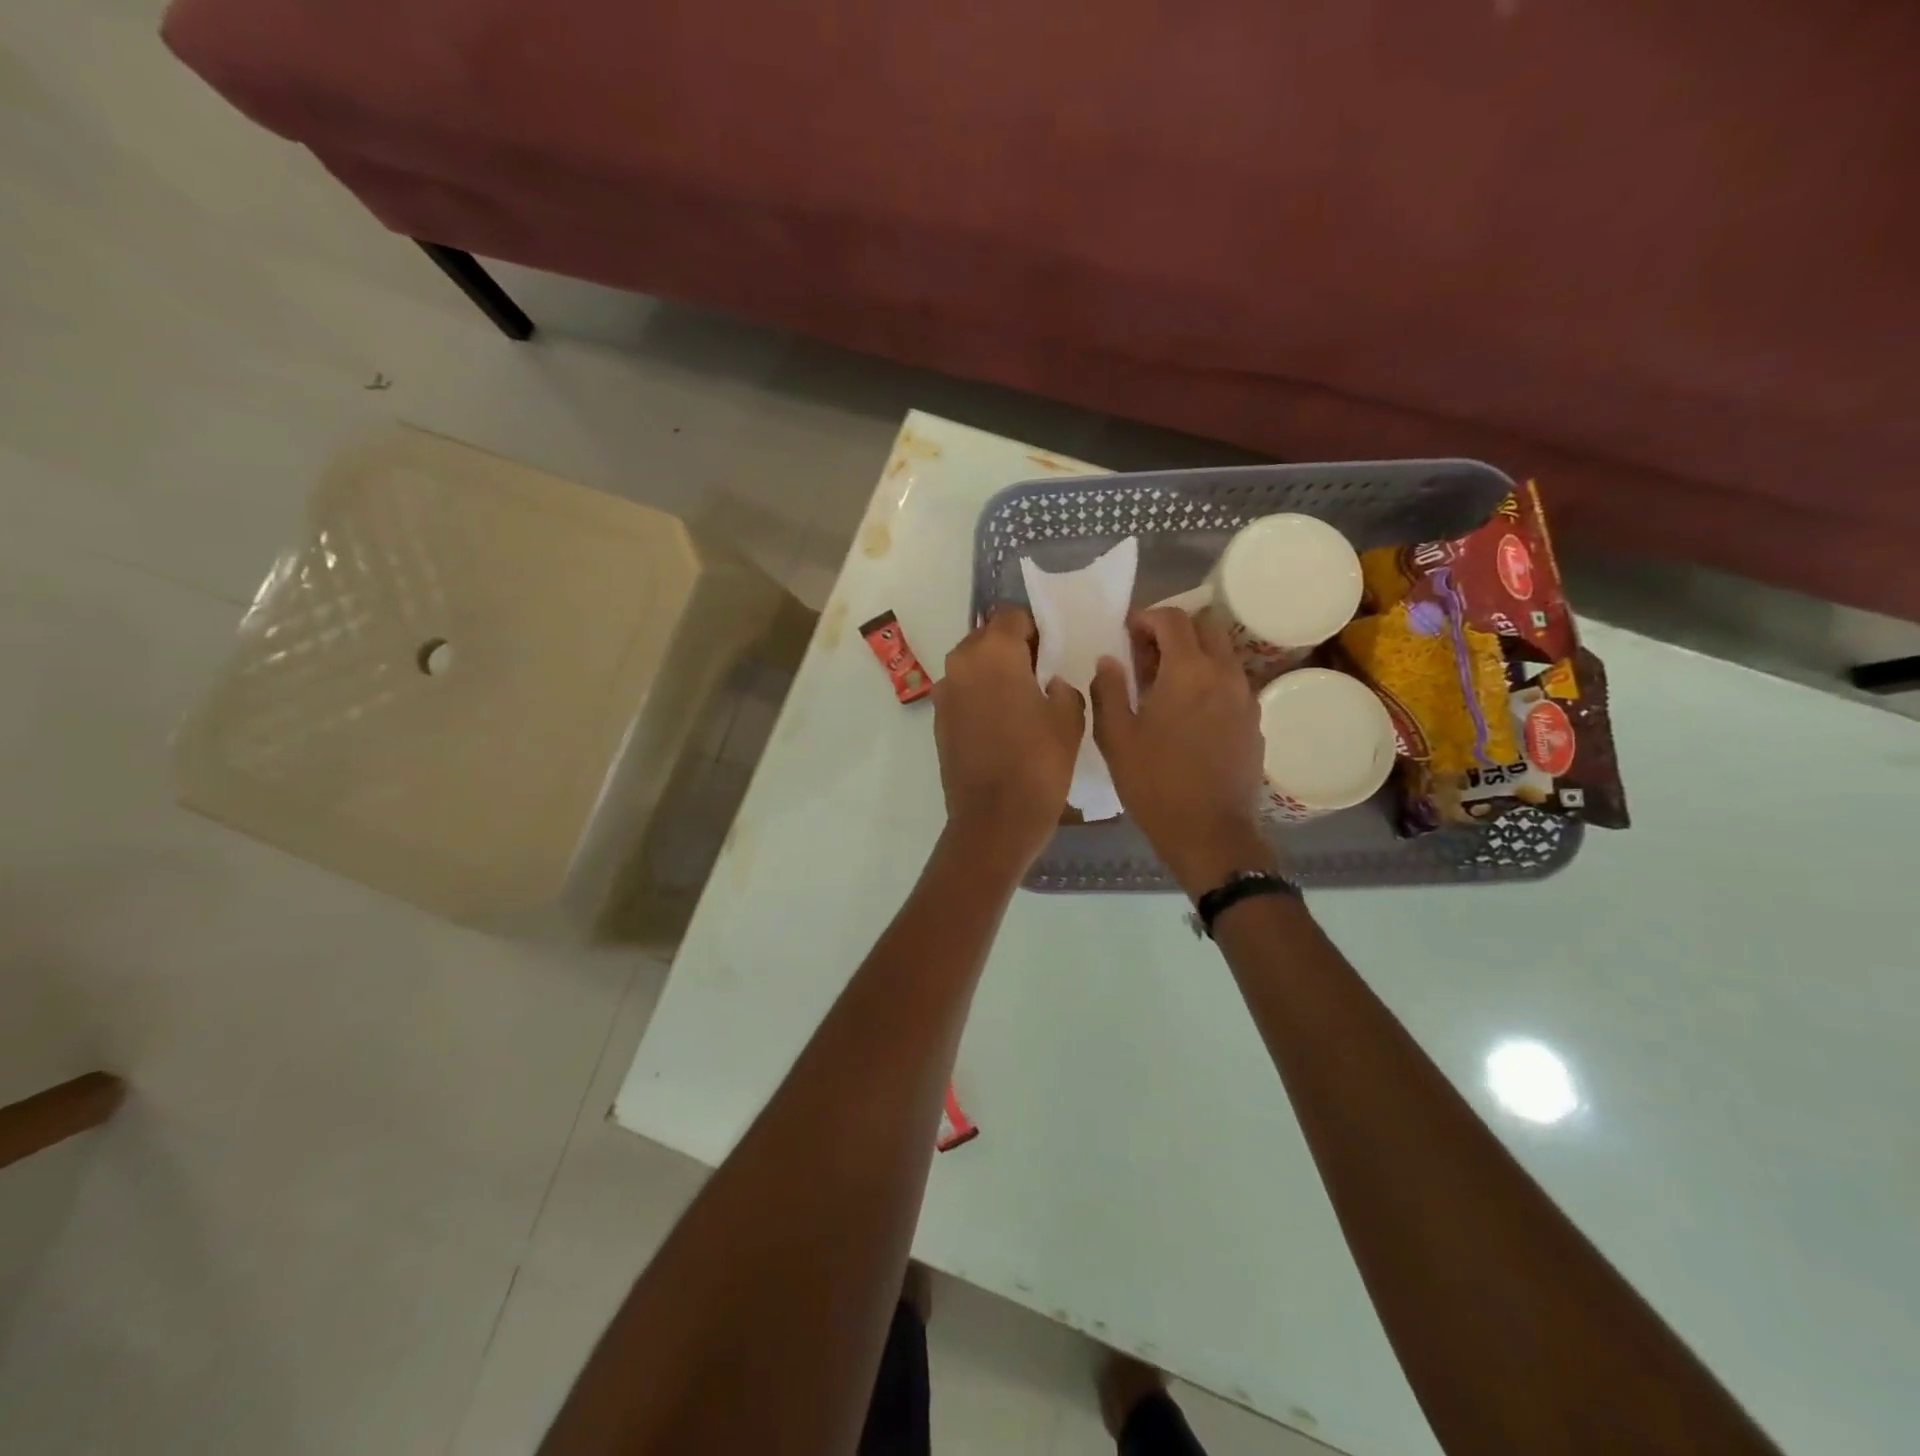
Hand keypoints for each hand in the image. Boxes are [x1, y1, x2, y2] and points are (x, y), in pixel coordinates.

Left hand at [932, 608, 1084, 869]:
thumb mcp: (1069, 718)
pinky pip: (963, 693)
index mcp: (993, 652)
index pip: (1012, 615)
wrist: (994, 820)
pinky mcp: (939, 721)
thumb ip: (1062, 686)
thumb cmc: (1039, 763)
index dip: (1035, 628)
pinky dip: (980, 697)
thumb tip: (1048, 683)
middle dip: (1012, 647)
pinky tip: (1002, 724)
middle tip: (1039, 674)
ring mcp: (944, 693)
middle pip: (987, 636)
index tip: (1052, 651)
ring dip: (994, 673)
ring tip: (1021, 701)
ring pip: (972, 665)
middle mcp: (961, 663)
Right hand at [1090, 608, 1278, 897]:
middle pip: (1206, 626)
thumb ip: (1108, 690)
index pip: (1173, 618)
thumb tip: (1108, 661)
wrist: (1210, 832)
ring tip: (1165, 685)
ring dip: (1194, 654)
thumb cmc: (1155, 784)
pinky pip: (1231, 682)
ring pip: (1222, 653)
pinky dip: (1209, 680)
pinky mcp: (1254, 721)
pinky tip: (1188, 713)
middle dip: (1174, 630)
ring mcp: (1245, 697)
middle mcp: (1224, 674)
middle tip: (1146, 656)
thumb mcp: (1116, 737)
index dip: (1146, 618)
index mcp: (1188, 671)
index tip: (1127, 634)